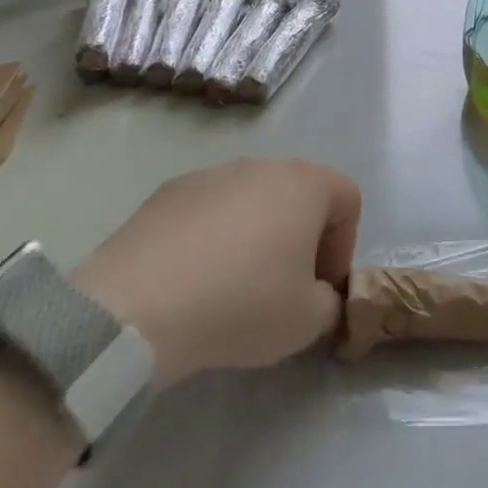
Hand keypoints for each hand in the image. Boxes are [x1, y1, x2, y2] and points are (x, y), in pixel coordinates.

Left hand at [72, 159, 360, 388]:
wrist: (141, 302)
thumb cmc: (242, 303)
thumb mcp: (307, 321)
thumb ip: (329, 302)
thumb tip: (317, 294)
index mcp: (305, 184)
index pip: (347, 199)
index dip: (344, 245)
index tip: (322, 288)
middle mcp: (262, 165)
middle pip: (298, 194)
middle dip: (300, 238)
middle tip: (284, 290)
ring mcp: (213, 173)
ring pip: (251, 200)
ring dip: (255, 235)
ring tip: (232, 287)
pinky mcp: (171, 189)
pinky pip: (209, 210)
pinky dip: (212, 237)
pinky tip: (193, 279)